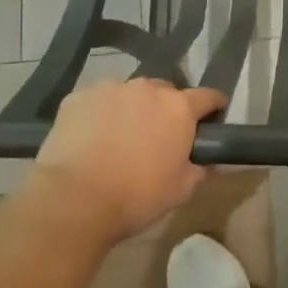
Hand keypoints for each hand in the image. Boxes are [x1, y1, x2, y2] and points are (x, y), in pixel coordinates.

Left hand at [30, 79, 225, 245]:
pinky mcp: (78, 97)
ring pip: (129, 95)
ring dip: (131, 110)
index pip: (207, 96)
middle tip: (158, 136)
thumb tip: (207, 162)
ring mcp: (110, 88)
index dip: (213, 106)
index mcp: (178, 108)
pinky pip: (97, 101)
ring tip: (119, 138)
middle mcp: (147, 88)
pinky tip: (90, 139)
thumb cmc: (136, 197)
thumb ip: (199, 170)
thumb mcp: (180, 191)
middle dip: (166, 109)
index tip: (213, 116)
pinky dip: (99, 115)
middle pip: (165, 92)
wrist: (74, 199)